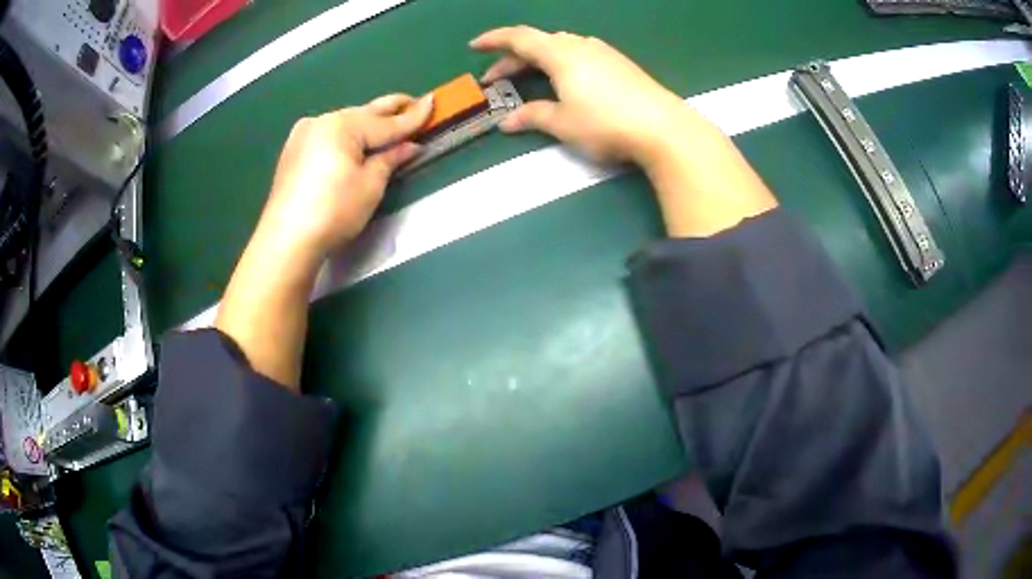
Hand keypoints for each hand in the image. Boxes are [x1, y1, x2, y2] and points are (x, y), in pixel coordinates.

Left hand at [256, 93, 433, 259]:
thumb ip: (390, 158)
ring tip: (389, 123)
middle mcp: (321, 122)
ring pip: (345, 124)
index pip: (385, 122)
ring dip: (368, 124)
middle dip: (390, 110)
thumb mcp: (370, 185)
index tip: (433, 102)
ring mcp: (303, 135)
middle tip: (414, 102)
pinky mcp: (294, 152)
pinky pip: (329, 136)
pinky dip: (347, 137)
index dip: (412, 116)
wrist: (287, 241)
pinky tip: (357, 141)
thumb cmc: (333, 211)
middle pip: (363, 114)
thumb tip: (410, 146)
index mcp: (341, 125)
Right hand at [472, 25, 776, 237]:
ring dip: (539, 60)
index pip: (519, 38)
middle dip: (514, 59)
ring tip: (530, 78)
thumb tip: (506, 121)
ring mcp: (604, 53)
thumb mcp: (563, 123)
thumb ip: (533, 117)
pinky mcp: (621, 65)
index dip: (494, 40)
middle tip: (497, 80)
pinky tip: (567, 82)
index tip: (474, 47)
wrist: (663, 128)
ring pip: (562, 47)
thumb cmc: (606, 124)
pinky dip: (562, 64)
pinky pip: (582, 55)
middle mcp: (581, 46)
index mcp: (560, 54)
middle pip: (540, 43)